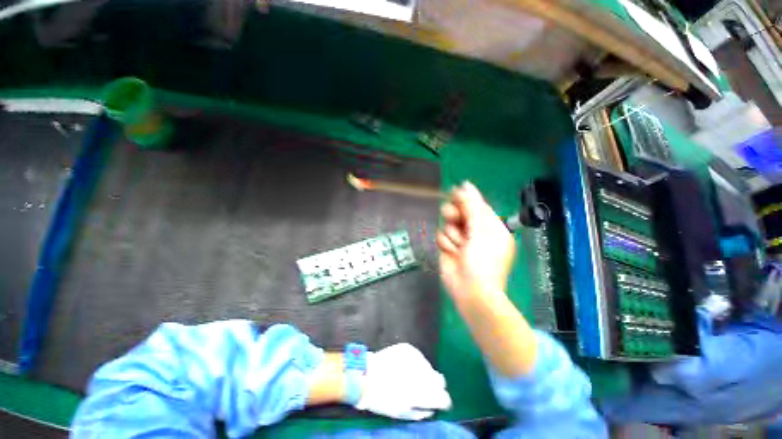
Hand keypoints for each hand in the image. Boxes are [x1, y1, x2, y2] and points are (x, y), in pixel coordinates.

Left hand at [355, 344, 450, 419]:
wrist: (366, 375)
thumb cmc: (382, 399)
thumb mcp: (403, 413)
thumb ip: (422, 411)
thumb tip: (433, 407)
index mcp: (423, 394)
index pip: (444, 398)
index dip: (442, 401)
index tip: (437, 402)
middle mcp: (423, 374)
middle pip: (440, 380)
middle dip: (434, 386)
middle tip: (423, 389)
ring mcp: (416, 358)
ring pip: (428, 367)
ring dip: (423, 373)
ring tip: (408, 376)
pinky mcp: (408, 348)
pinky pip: (418, 357)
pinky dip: (414, 363)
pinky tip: (403, 366)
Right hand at [437, 182, 515, 299]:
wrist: (471, 291)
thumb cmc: (483, 260)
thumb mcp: (481, 230)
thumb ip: (472, 206)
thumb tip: (466, 184)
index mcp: (489, 226)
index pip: (476, 205)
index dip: (465, 199)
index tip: (454, 193)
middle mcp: (474, 231)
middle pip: (458, 212)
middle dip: (454, 214)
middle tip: (453, 218)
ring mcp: (460, 240)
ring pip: (447, 224)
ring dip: (452, 234)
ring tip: (460, 247)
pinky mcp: (447, 247)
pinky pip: (440, 235)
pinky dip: (445, 243)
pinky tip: (452, 253)